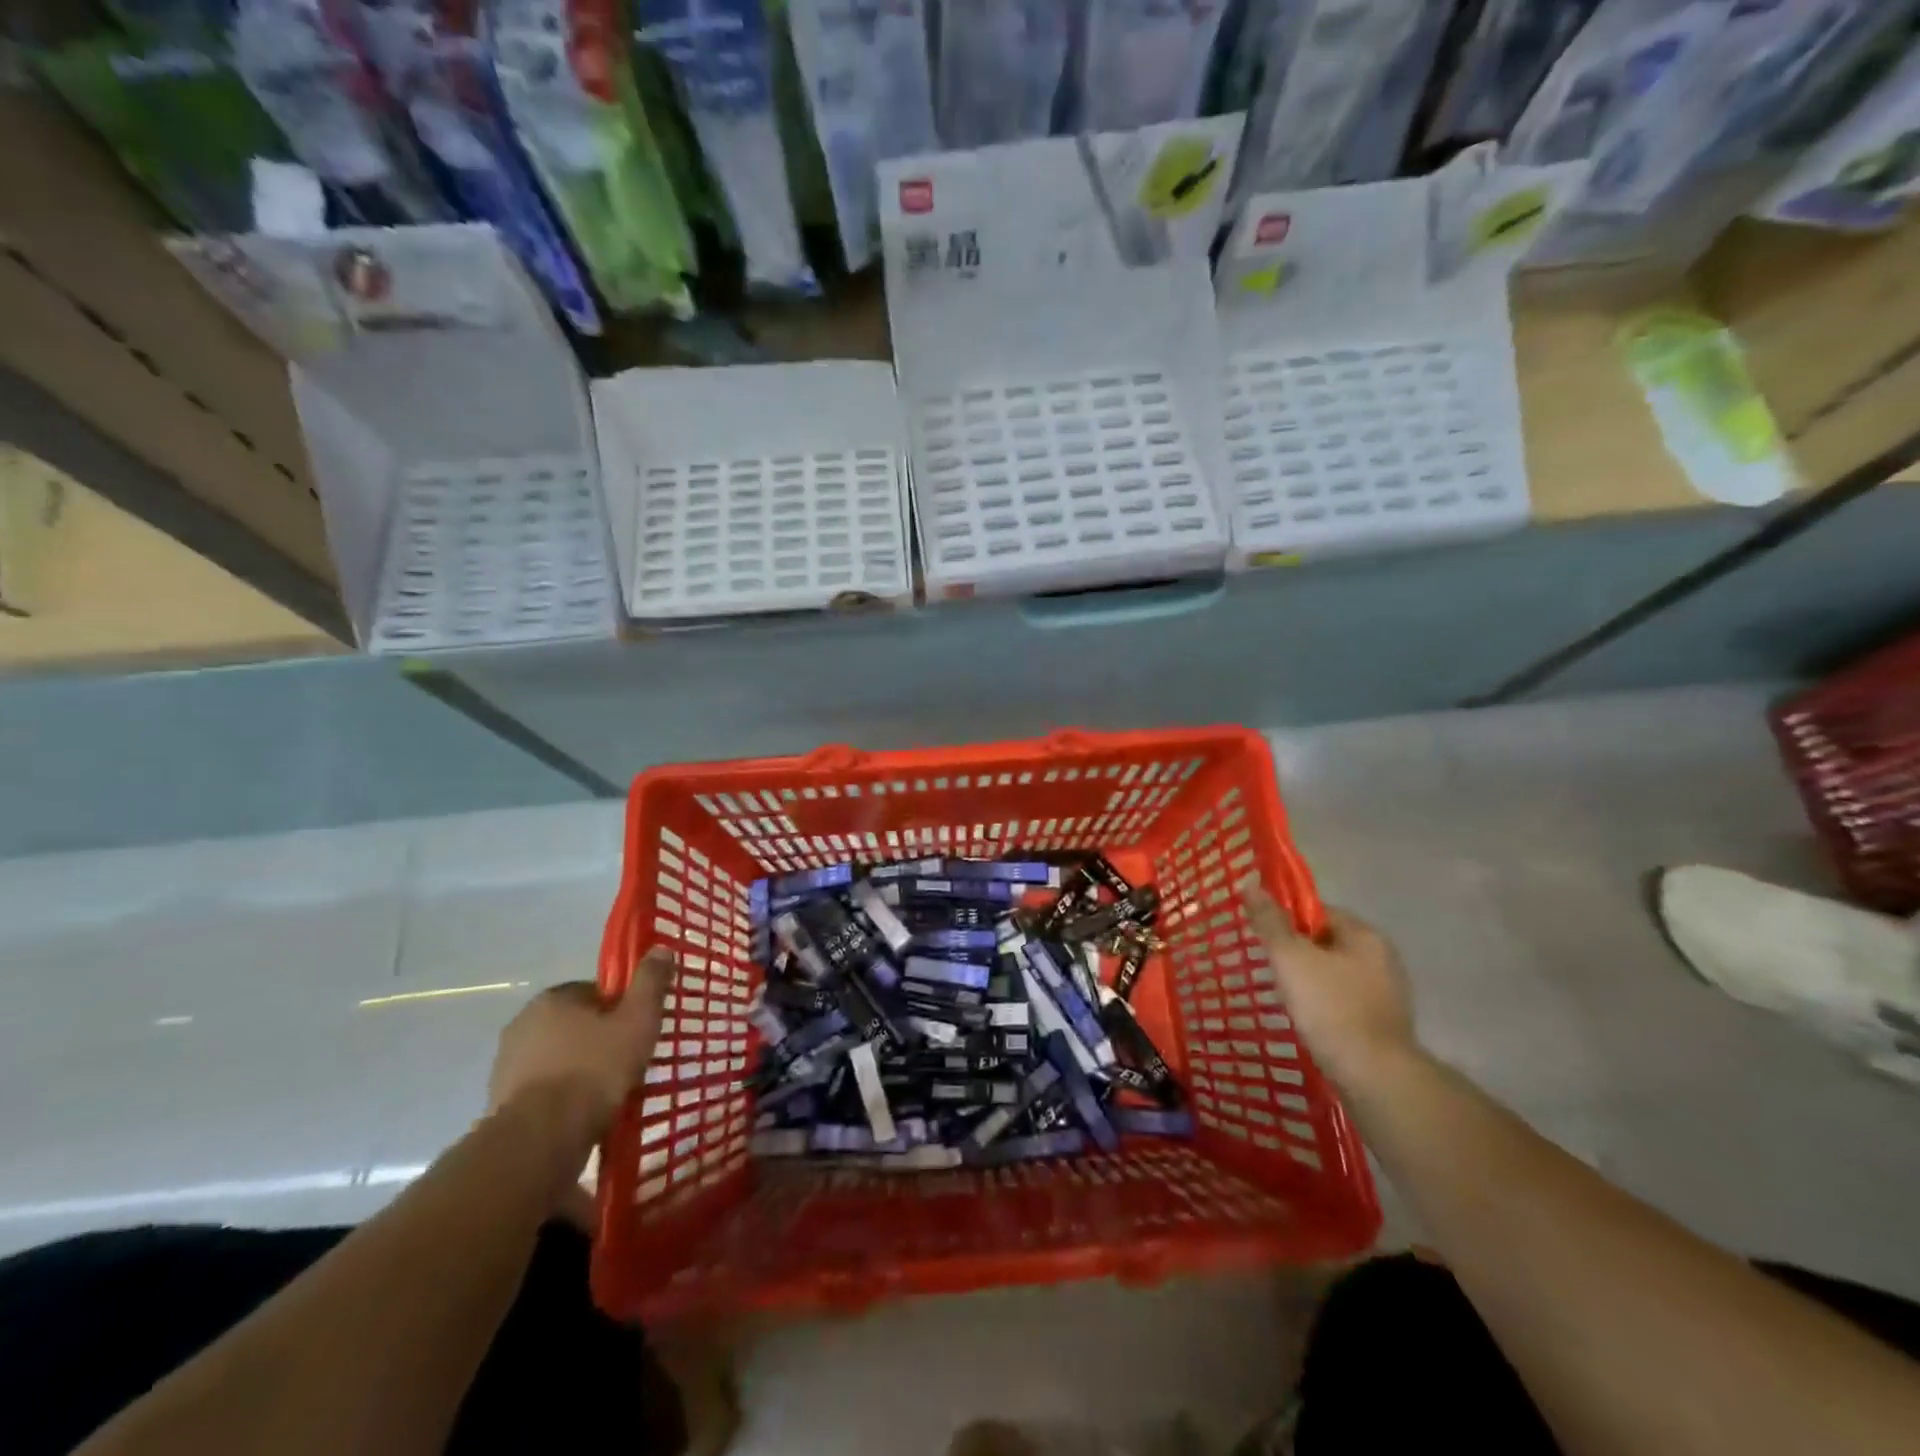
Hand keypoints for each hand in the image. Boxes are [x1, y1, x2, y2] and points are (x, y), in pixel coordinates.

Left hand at [487, 949, 674, 1136]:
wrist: (540, 1138)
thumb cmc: (595, 1069)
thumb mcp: (638, 1020)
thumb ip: (650, 982)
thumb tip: (660, 948)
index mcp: (554, 997)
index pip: (595, 992)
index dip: (620, 1010)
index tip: (636, 1032)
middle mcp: (523, 1022)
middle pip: (575, 1025)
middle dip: (598, 1040)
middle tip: (626, 1063)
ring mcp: (506, 1063)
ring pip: (558, 1057)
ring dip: (578, 1069)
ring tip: (606, 1094)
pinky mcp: (499, 1100)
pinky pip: (542, 1088)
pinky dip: (560, 1096)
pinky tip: (581, 1115)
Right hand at [1239, 878, 1415, 1090]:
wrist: (1373, 1076)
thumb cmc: (1329, 1007)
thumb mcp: (1290, 957)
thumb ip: (1270, 921)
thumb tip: (1250, 883)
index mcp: (1365, 935)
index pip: (1319, 911)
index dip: (1288, 920)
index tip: (1265, 938)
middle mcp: (1383, 958)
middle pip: (1328, 942)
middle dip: (1299, 952)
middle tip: (1270, 967)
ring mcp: (1388, 994)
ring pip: (1337, 974)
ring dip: (1312, 980)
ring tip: (1285, 997)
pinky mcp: (1385, 1025)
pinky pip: (1346, 1002)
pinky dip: (1326, 1006)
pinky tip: (1308, 1020)